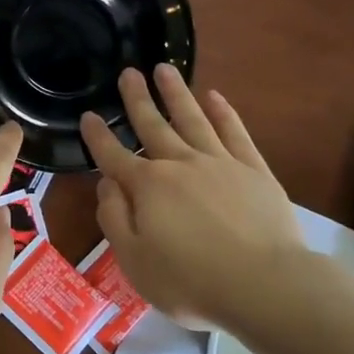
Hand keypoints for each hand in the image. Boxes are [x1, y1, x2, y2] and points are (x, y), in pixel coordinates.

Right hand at [80, 65, 308, 330]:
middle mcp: (179, 164)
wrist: (265, 285)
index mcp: (147, 187)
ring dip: (176, 93)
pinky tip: (214, 96)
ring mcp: (219, 162)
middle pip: (152, 125)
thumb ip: (114, 219)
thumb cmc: (192, 281)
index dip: (98, 136)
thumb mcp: (135, 262)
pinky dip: (223, 112)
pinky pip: (234, 132)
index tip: (88, 115)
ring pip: (192, 118)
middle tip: (128, 71)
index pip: (113, 156)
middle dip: (137, 99)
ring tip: (164, 68)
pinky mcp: (253, 169)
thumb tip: (107, 184)